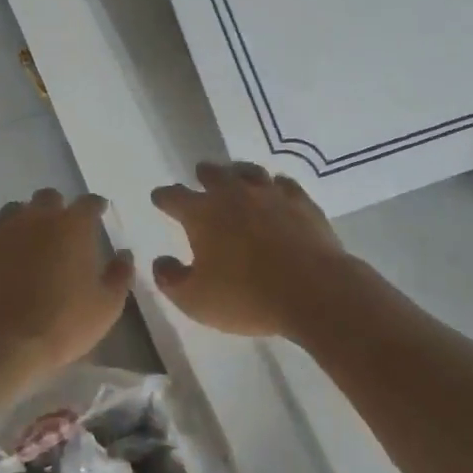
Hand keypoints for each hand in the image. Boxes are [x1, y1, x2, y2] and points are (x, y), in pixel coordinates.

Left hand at [0, 189, 132, 376]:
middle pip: (48, 197)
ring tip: (27, 236)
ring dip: (23, 217)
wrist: (5, 343)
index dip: (95, 206)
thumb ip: (120, 274)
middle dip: (57, 208)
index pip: (88, 202)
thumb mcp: (108, 306)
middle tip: (61, 229)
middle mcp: (38, 219)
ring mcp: (4, 231)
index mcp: (74, 227)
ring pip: (14, 208)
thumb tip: (124, 254)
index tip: (99, 213)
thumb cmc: (64, 323)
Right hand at [150, 163, 351, 337]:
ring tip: (236, 176)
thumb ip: (171, 279)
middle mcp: (234, 194)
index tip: (159, 197)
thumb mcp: (195, 300)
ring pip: (249, 172)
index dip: (164, 197)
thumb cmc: (246, 297)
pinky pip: (284, 184)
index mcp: (202, 214)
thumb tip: (161, 262)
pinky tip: (277, 190)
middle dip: (203, 175)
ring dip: (238, 172)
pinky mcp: (302, 202)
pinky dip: (275, 185)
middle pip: (213, 174)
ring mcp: (270, 194)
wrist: (313, 290)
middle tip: (200, 176)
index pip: (174, 196)